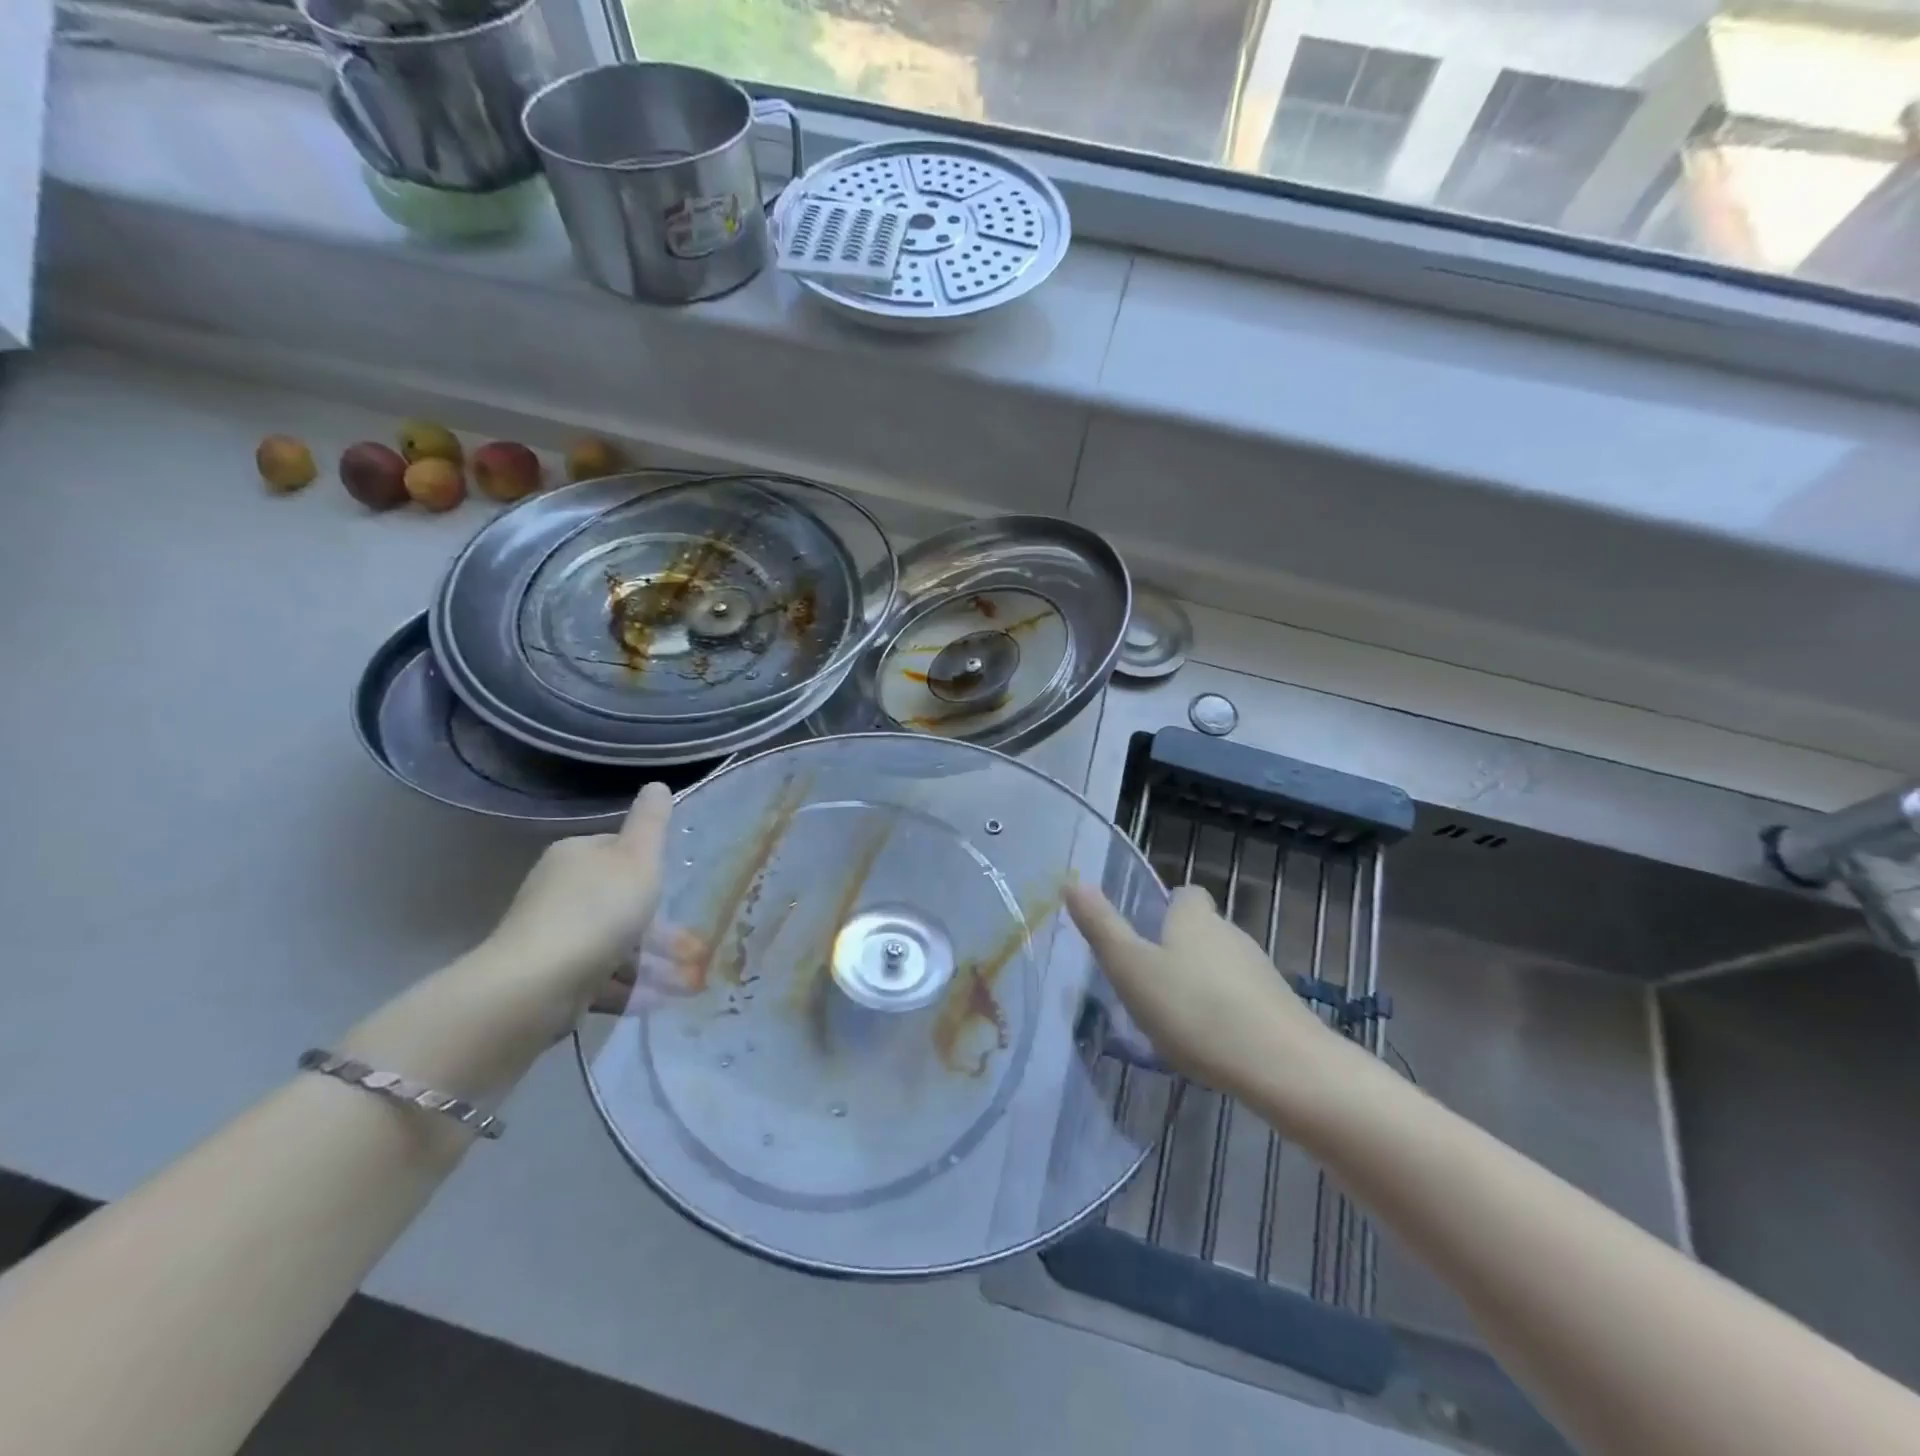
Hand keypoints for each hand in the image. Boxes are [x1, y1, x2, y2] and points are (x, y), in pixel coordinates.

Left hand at [342, 785, 675, 1095]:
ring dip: (651, 963)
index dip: (652, 870)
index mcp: (576, 855)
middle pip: (619, 902)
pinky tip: (655, 1001)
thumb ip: (651, 824)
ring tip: (687, 984)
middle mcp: (558, 890)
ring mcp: (552, 936)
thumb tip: (657, 784)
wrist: (537, 984)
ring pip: (613, 943)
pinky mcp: (550, 977)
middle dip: (659, 928)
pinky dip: (628, 987)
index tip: (680, 892)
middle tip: (695, 949)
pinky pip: (599, 977)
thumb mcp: (637, 860)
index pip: (619, 852)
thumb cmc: (598, 911)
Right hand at [1065, 881, 1350, 1107]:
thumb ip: (1101, 927)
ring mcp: (1260, 971)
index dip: (1167, 908)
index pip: (1185, 894)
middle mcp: (1230, 933)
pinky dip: (1225, 1012)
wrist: (1282, 1067)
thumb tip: (1073, 882)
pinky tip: (1210, 1044)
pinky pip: (1242, 999)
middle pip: (1203, 930)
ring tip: (1176, 1019)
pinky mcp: (1279, 1008)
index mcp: (1194, 918)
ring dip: (1202, 983)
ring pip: (1222, 966)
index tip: (1146, 935)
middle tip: (1149, 984)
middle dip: (1179, 950)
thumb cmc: (1194, 1010)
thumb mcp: (1131, 968)